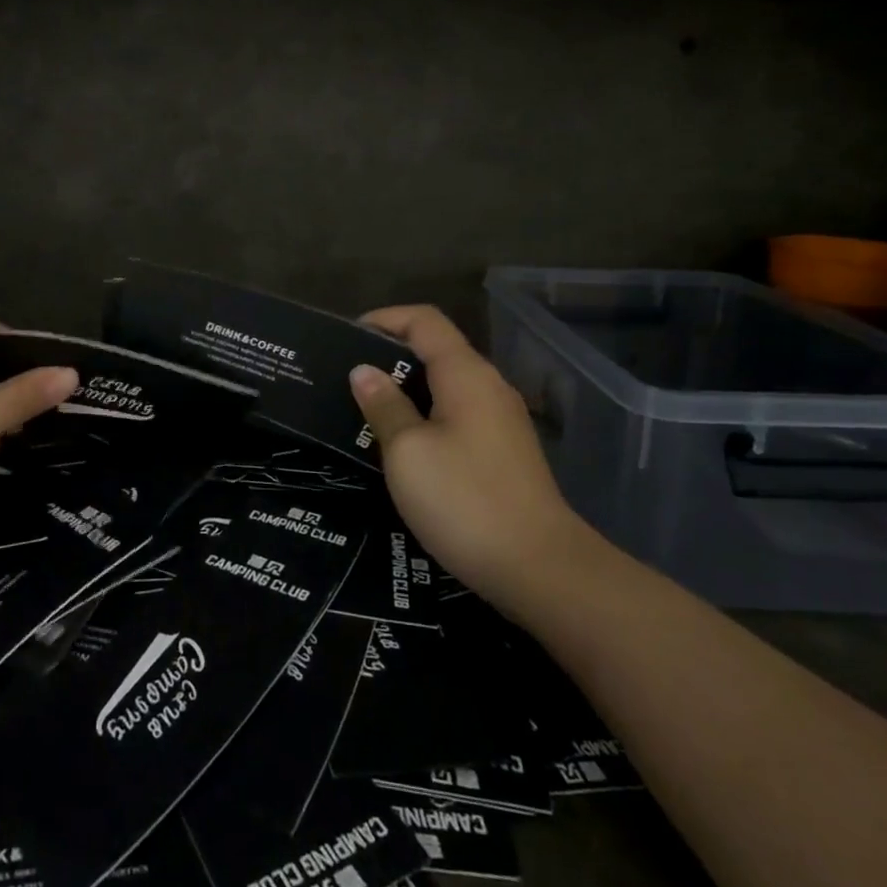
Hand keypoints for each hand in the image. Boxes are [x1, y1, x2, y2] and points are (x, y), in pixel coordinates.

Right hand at [349, 305, 581, 610]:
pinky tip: (402, 445)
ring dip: (406, 389)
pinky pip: (457, 414)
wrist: (539, 568)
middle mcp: (488, 386)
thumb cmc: (464, 500)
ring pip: (446, 385)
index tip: (346, 337)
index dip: (384, 318)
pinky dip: (426, 415)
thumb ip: (384, 406)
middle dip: (390, 356)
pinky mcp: (504, 451)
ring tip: (366, 410)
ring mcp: (501, 420)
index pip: (424, 320)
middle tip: (347, 378)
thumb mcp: (407, 452)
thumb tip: (363, 371)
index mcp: (466, 374)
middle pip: (436, 350)